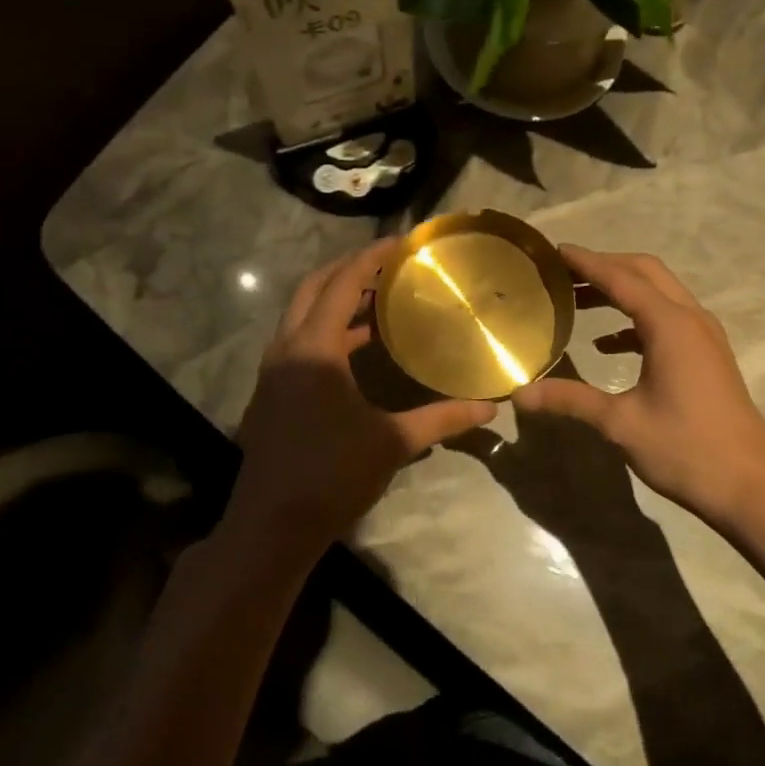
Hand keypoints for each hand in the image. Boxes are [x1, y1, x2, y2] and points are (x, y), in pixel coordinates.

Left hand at [227, 238, 496, 547]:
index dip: (371, 257)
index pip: (341, 284)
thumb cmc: (332, 476)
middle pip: (314, 288)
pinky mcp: (272, 390)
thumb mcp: (393, 443)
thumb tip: (492, 407)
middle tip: (390, 262)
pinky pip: (299, 339)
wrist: (272, 524)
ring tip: (380, 294)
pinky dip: (328, 328)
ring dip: (336, 298)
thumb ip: (442, 419)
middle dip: (349, 268)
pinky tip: (359, 344)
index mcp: (314, 349)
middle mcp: (287, 348)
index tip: (402, 241)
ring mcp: (274, 370)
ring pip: (302, 314)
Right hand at [513, 246, 764, 529]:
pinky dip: (636, 319)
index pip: (621, 278)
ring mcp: (704, 335)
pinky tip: (607, 344)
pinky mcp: (708, 354)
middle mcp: (691, 318)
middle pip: (645, 272)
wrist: (749, 484)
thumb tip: (520, 394)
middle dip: (605, 266)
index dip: (586, 262)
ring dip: (621, 290)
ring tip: (578, 301)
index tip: (554, 250)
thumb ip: (570, 399)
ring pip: (659, 293)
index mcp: (670, 325)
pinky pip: (668, 319)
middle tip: (563, 272)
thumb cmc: (684, 449)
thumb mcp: (621, 423)